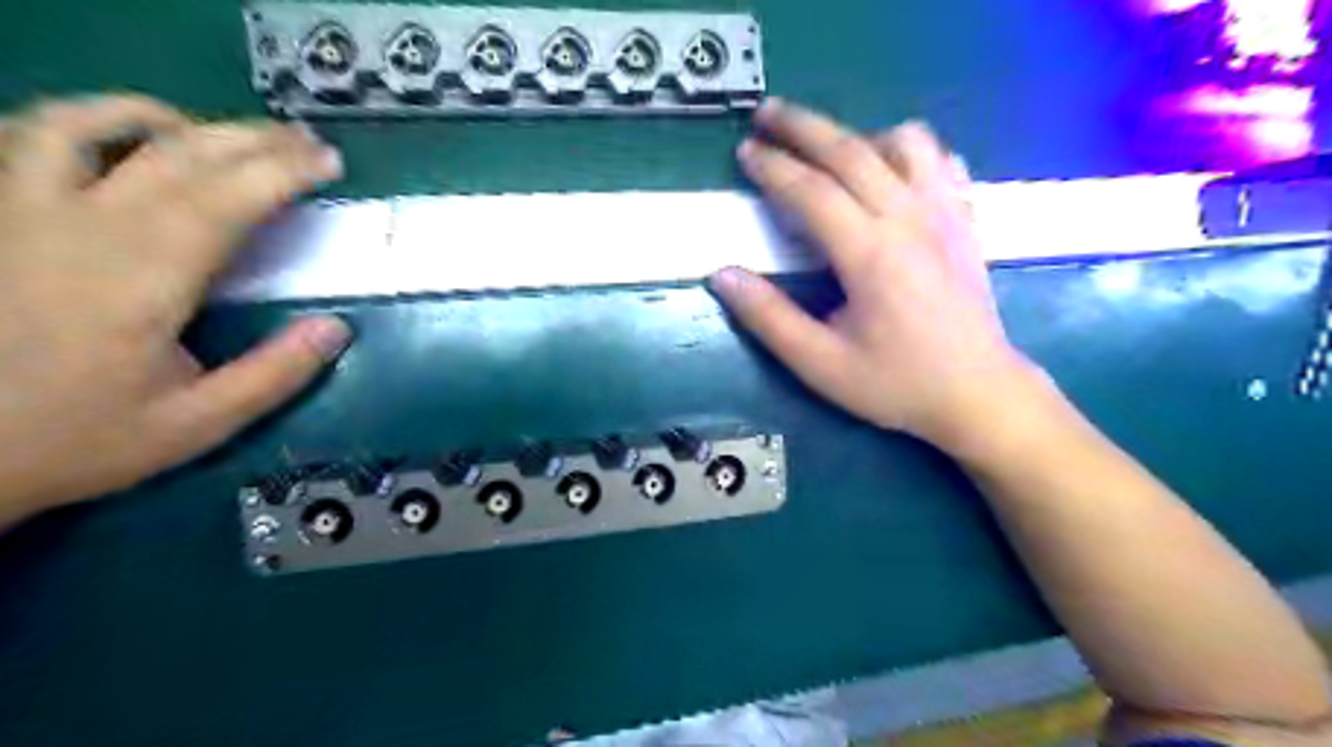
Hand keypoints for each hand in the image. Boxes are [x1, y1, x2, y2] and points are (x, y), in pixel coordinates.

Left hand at [1, 94, 350, 524]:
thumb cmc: (78, 438)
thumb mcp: (197, 424)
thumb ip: (274, 375)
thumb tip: (337, 327)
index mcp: (142, 280)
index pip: (226, 200)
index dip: (284, 172)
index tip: (330, 163)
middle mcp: (82, 228)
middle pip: (178, 155)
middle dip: (254, 140)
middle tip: (306, 143)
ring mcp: (22, 212)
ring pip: (95, 128)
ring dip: (176, 121)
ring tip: (225, 134)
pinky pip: (32, 138)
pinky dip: (90, 121)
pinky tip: (130, 138)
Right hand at [712, 99, 1044, 454]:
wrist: (978, 393)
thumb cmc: (896, 383)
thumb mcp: (820, 364)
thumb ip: (769, 318)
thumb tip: (723, 275)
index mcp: (870, 254)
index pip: (812, 191)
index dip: (773, 168)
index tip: (745, 152)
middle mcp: (909, 218)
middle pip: (851, 150)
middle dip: (803, 126)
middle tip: (767, 114)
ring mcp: (945, 213)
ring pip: (904, 142)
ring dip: (859, 135)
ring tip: (830, 151)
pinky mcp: (965, 219)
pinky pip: (939, 160)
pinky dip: (907, 150)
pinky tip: (889, 170)